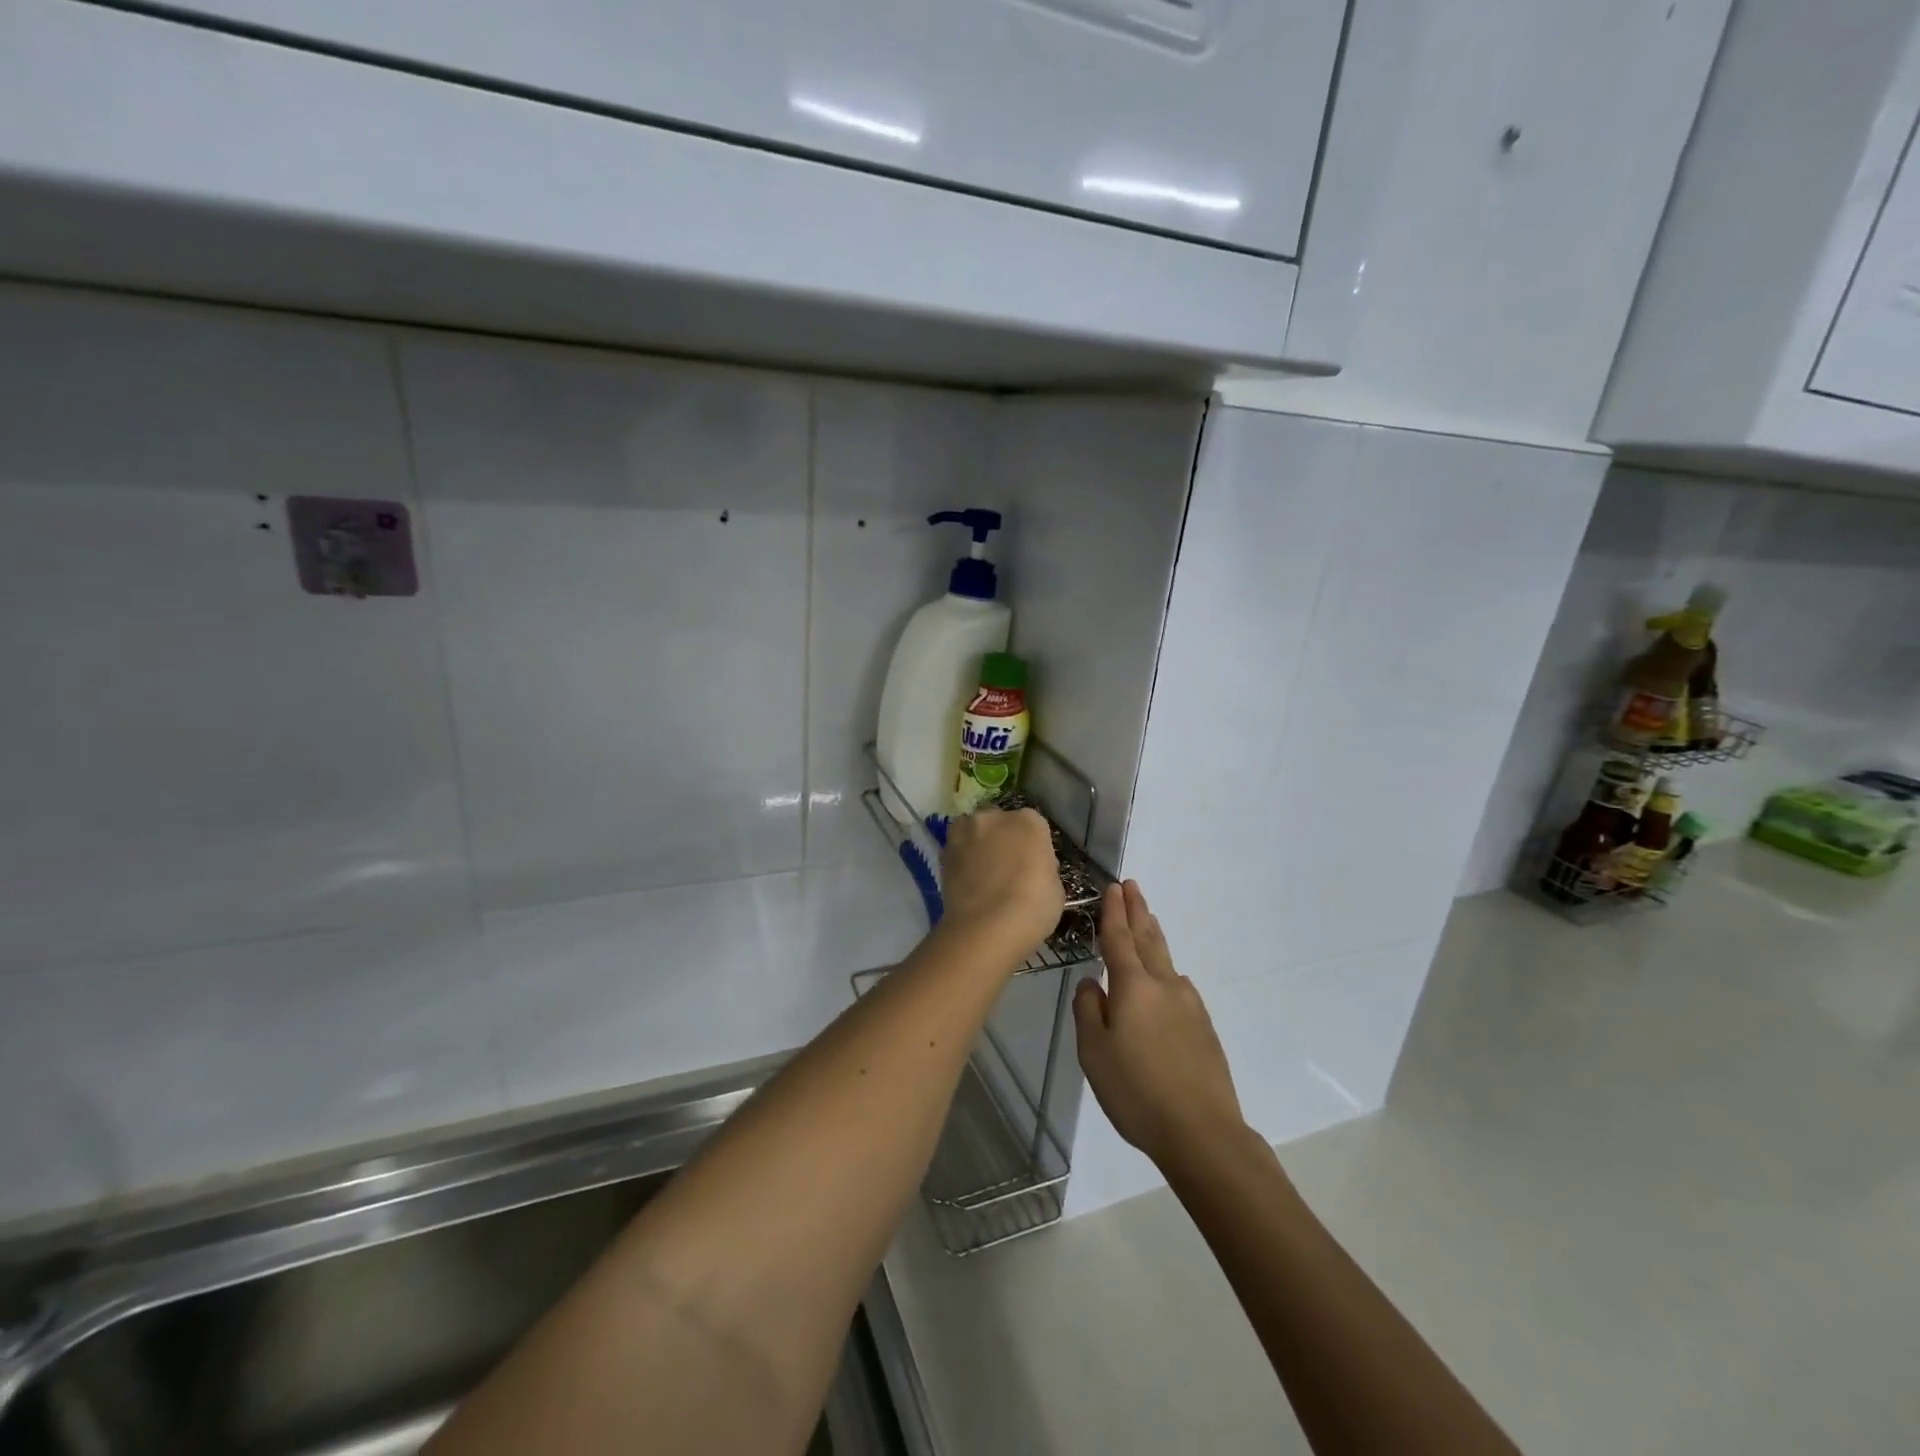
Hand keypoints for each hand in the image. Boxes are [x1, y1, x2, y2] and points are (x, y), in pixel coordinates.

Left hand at [939, 807, 1063, 963]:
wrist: (986, 928)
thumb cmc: (1032, 907)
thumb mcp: (1055, 888)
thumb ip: (1042, 868)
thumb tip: (1031, 869)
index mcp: (1029, 821)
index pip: (1034, 826)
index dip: (1033, 846)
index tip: (1034, 866)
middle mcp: (994, 817)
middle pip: (1000, 823)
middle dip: (1003, 839)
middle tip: (1008, 868)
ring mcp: (965, 832)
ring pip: (974, 831)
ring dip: (978, 845)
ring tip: (983, 874)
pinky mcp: (943, 852)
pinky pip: (957, 850)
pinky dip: (962, 861)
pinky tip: (968, 882)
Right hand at [1073, 881, 1246, 1170]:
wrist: (1202, 1131)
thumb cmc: (1137, 1091)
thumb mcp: (1094, 1053)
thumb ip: (1089, 1011)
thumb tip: (1092, 983)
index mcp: (1133, 987)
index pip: (1119, 939)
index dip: (1114, 912)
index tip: (1114, 887)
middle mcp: (1164, 986)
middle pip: (1148, 939)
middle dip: (1138, 911)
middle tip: (1132, 886)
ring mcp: (1189, 1005)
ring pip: (1166, 959)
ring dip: (1153, 935)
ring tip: (1147, 919)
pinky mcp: (1203, 1027)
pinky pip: (1178, 985)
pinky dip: (1165, 968)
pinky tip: (1165, 977)